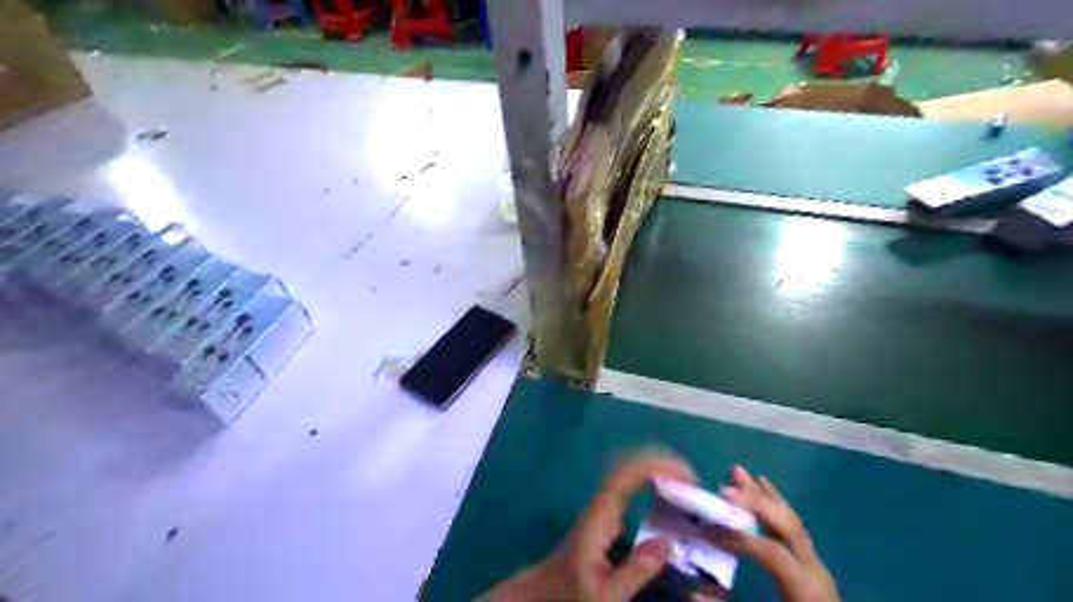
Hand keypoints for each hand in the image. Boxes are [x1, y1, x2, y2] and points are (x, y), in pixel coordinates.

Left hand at [479, 455, 695, 599]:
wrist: (546, 590)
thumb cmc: (573, 592)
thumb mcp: (606, 593)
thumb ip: (635, 571)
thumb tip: (668, 543)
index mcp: (602, 514)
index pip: (628, 473)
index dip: (657, 465)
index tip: (687, 477)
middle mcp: (603, 501)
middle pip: (631, 463)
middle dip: (662, 462)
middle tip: (693, 480)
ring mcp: (605, 504)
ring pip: (632, 470)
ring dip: (659, 470)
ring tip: (689, 486)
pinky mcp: (608, 512)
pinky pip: (633, 484)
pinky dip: (654, 480)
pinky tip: (671, 497)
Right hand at [715, 469, 841, 601]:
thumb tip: (694, 591)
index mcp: (806, 590)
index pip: (773, 553)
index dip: (741, 539)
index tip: (710, 531)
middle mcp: (815, 571)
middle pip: (787, 526)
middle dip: (755, 503)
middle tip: (724, 487)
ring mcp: (816, 565)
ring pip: (790, 521)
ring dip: (763, 496)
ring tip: (739, 472)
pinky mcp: (812, 566)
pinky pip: (793, 528)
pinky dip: (775, 505)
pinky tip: (764, 488)